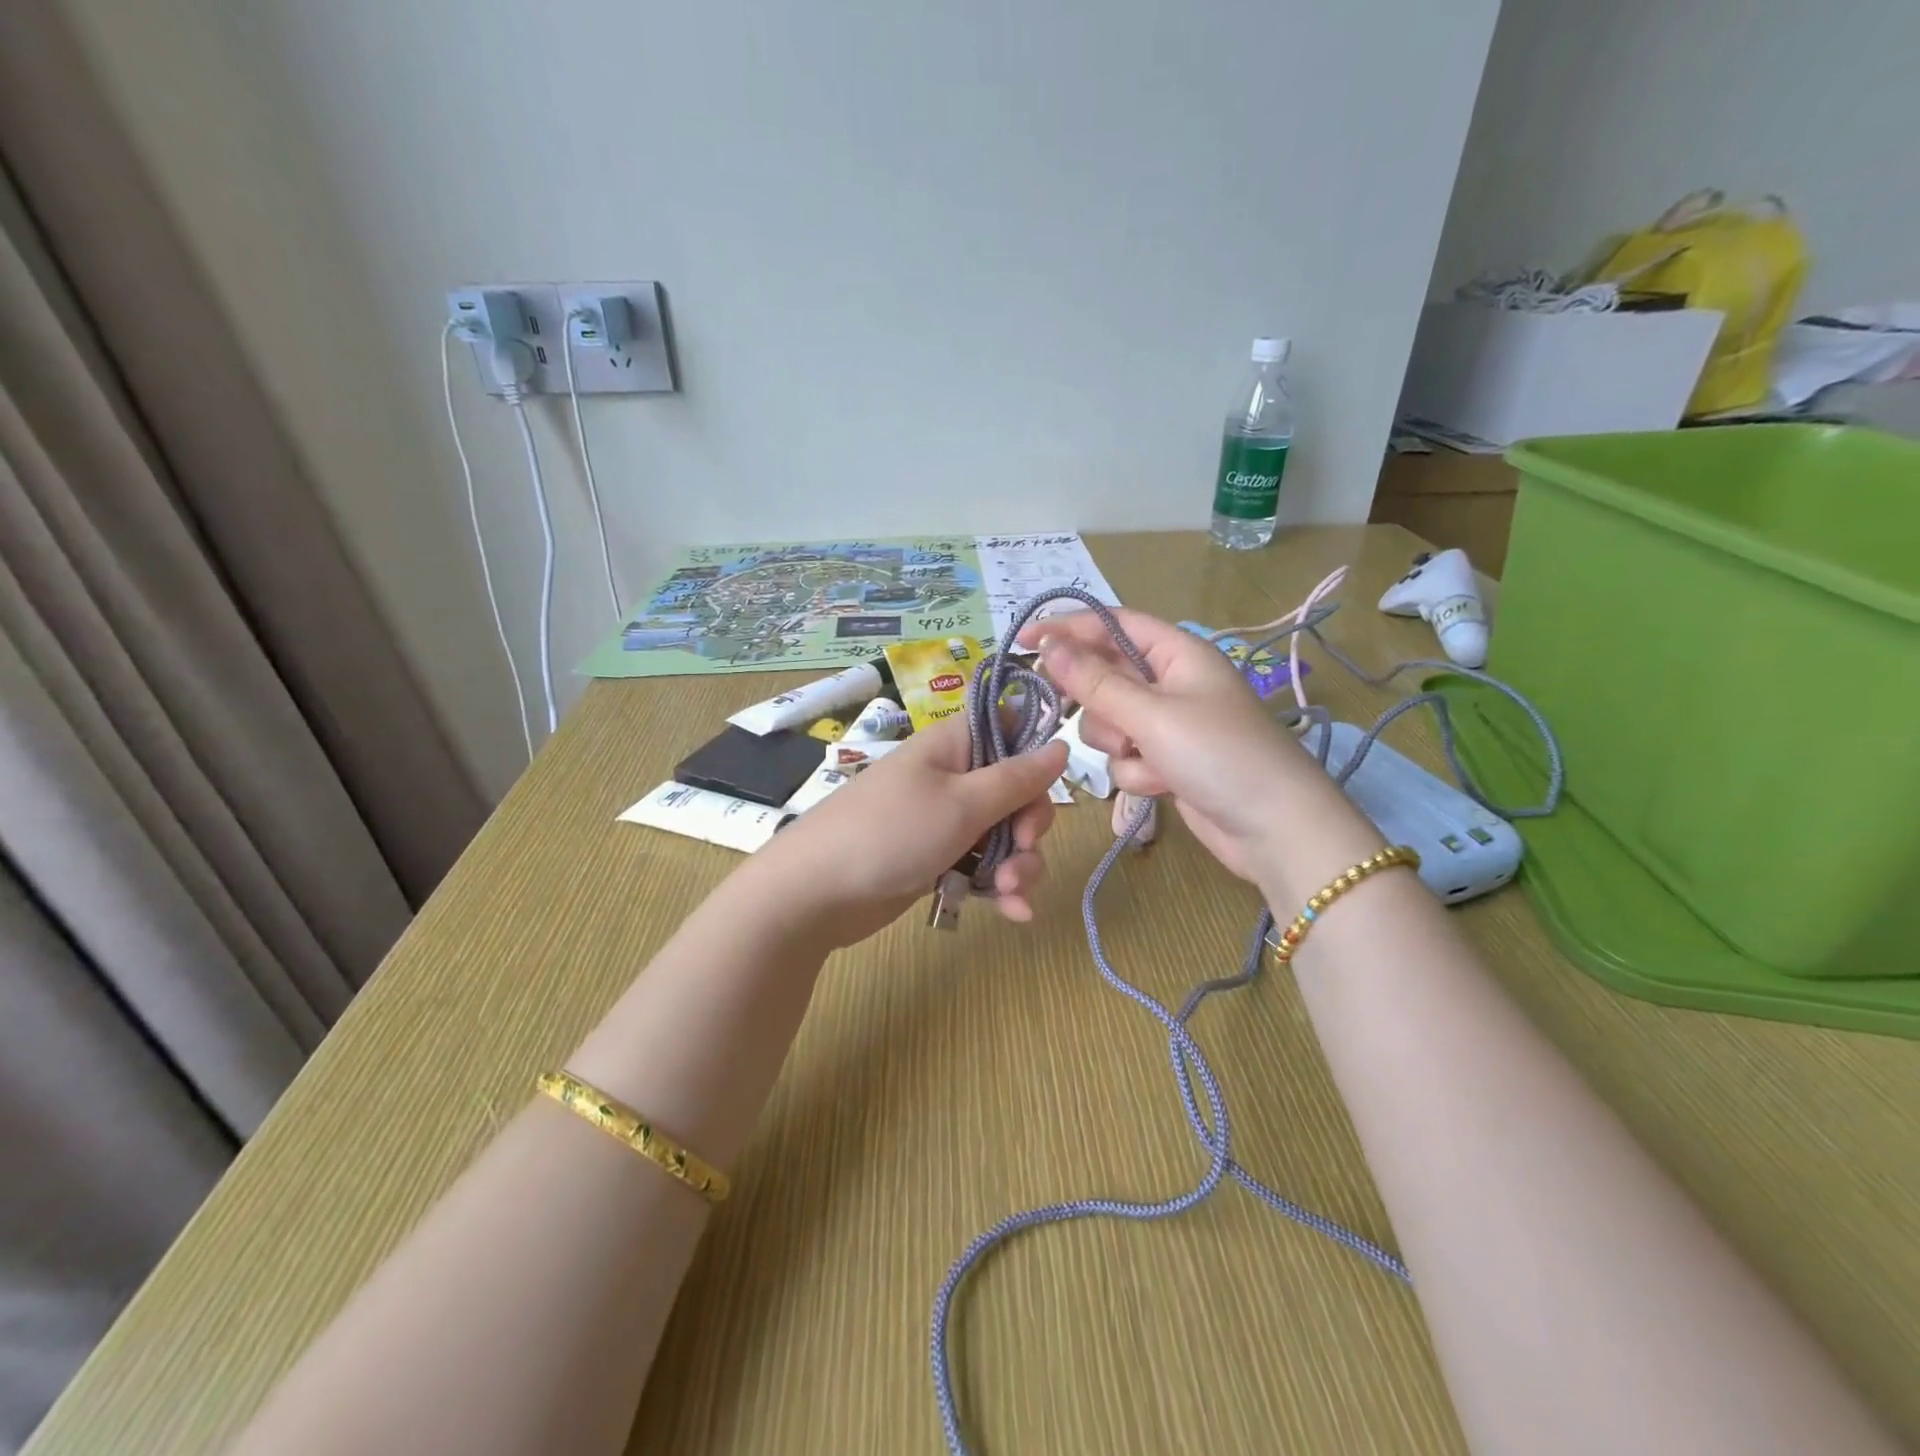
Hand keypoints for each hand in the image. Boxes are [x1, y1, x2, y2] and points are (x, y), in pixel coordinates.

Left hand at [752, 717, 1068, 946]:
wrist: (815, 894)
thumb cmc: (891, 833)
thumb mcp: (963, 803)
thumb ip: (1017, 778)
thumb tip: (1060, 744)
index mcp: (955, 746)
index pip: (1011, 732)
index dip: (1035, 759)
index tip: (1041, 792)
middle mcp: (952, 778)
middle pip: (1016, 793)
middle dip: (1029, 828)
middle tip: (1022, 852)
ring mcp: (944, 821)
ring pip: (1004, 836)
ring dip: (1019, 865)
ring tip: (1010, 893)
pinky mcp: (937, 860)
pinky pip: (982, 866)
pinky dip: (1000, 887)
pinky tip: (1015, 913)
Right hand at [1022, 608, 1374, 889]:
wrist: (1274, 830)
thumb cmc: (1219, 755)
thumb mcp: (1152, 714)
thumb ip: (1095, 681)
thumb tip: (1048, 645)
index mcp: (1178, 653)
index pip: (1113, 625)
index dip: (1068, 628)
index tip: (1023, 642)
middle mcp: (1171, 683)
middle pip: (1106, 677)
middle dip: (1097, 704)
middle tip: (1083, 716)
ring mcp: (1169, 726)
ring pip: (1110, 724)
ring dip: (1119, 745)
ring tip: (1146, 760)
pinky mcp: (1167, 762)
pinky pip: (1126, 758)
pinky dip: (1136, 773)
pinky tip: (1163, 786)